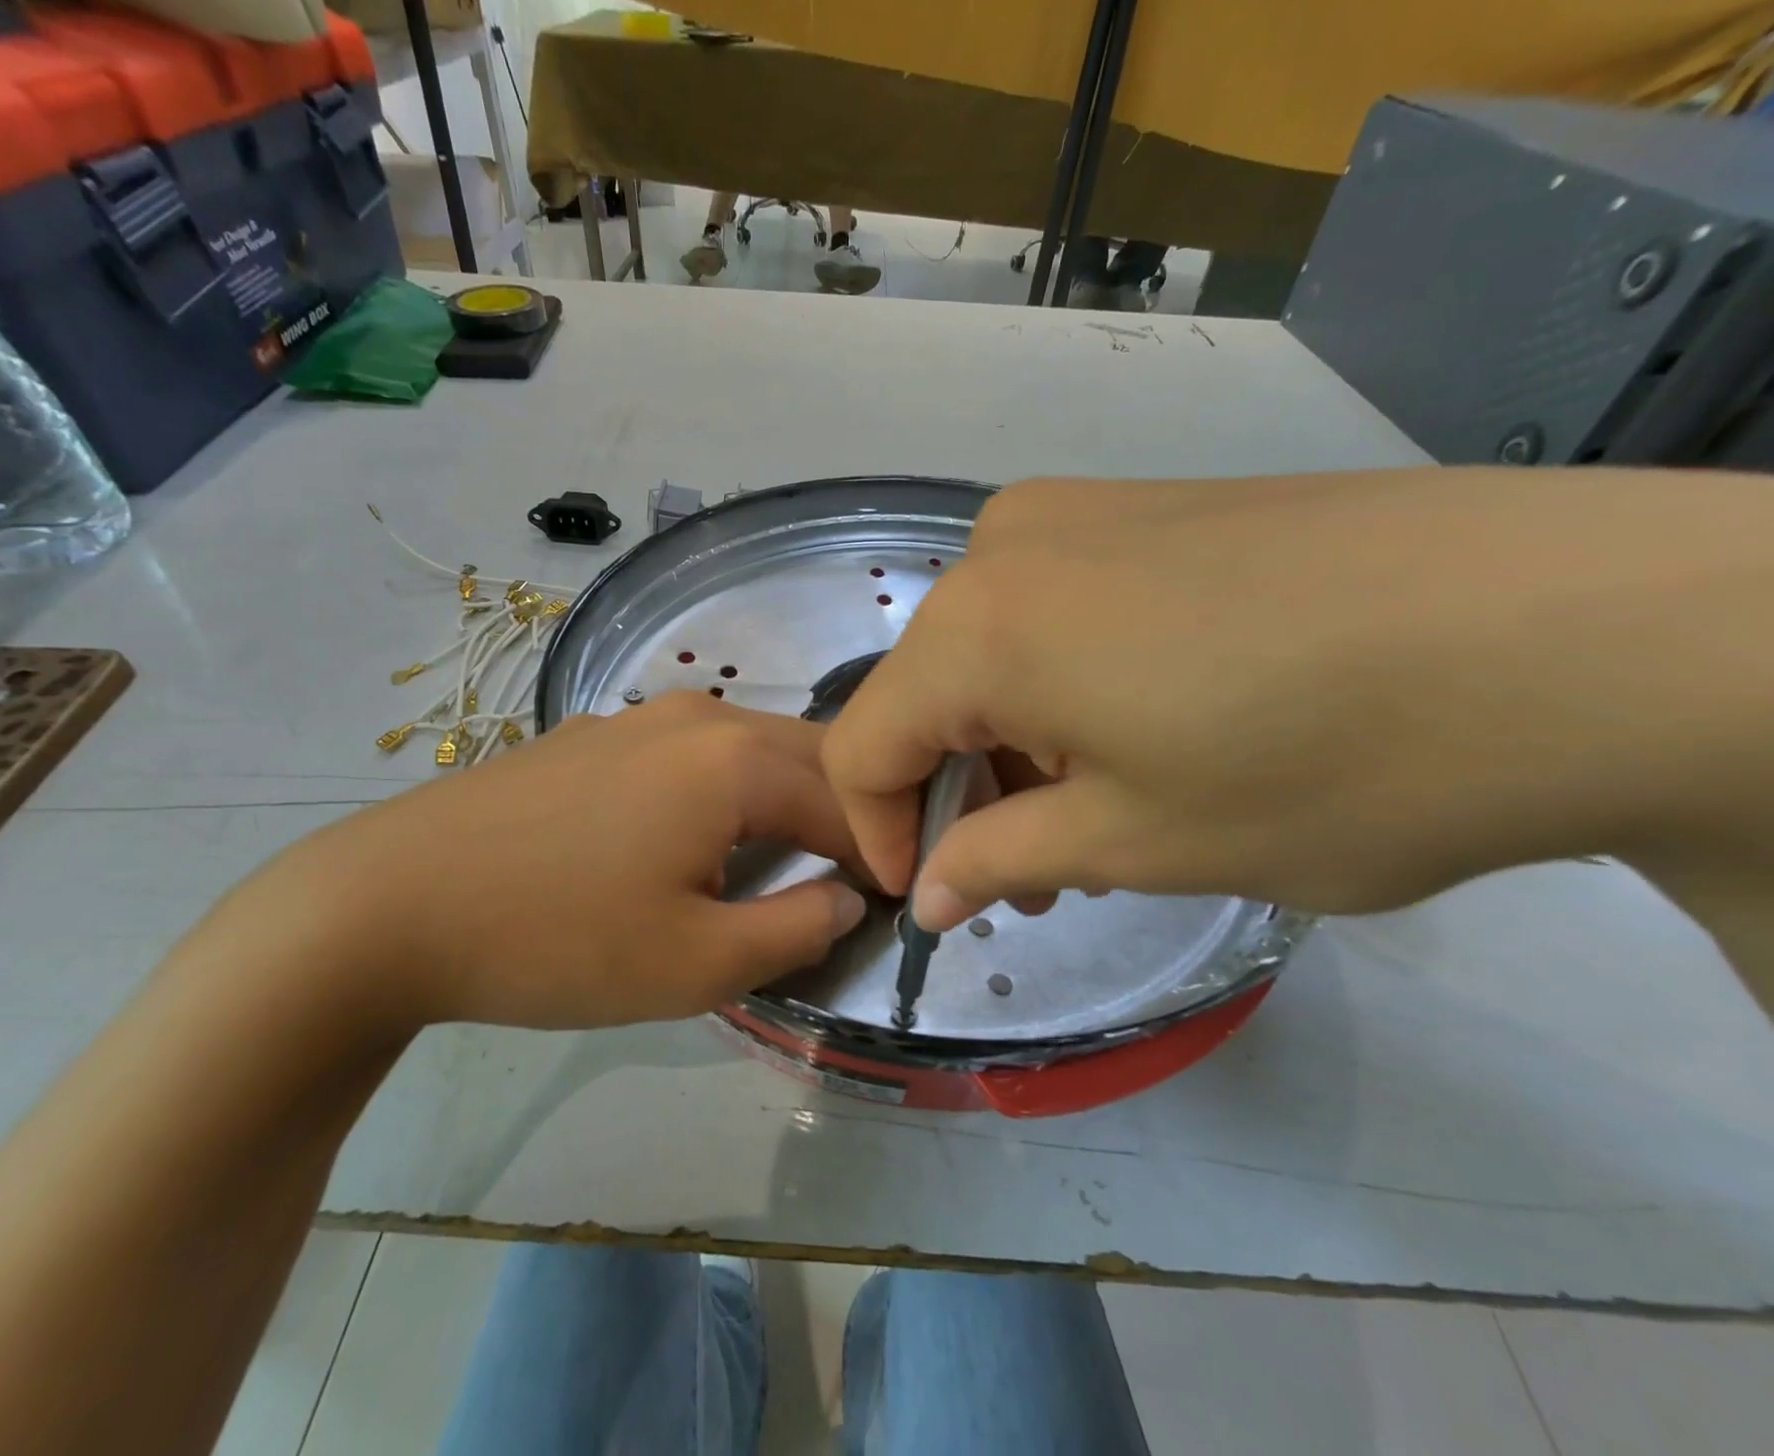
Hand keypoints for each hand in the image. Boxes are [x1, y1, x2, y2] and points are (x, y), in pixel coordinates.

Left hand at [280, 694, 867, 1029]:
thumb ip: (797, 930)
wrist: (389, 904)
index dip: (879, 855)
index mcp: (737, 760)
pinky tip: (699, 834)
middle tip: (851, 879)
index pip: (847, 802)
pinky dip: (728, 787)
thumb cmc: (557, 940)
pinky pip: (695, 751)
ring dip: (787, 796)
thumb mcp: (696, 963)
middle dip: (844, 813)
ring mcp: (640, 716)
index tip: (892, 902)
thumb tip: (848, 899)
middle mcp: (700, 716)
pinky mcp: (596, 733)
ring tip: (787, 858)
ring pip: (751, 747)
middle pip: (808, 757)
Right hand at [822, 468, 1773, 930]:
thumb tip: (927, 895)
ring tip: (1089, 814)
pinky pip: (1048, 610)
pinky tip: (1135, 731)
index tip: (930, 899)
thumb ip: (999, 863)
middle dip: (955, 792)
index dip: (878, 831)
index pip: (863, 743)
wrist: (1575, 625)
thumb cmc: (1326, 763)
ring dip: (1009, 742)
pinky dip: (1056, 686)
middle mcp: (1002, 548)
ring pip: (986, 652)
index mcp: (976, 626)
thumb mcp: (1136, 842)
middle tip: (1026, 874)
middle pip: (923, 693)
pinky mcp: (1145, 505)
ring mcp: (1077, 511)